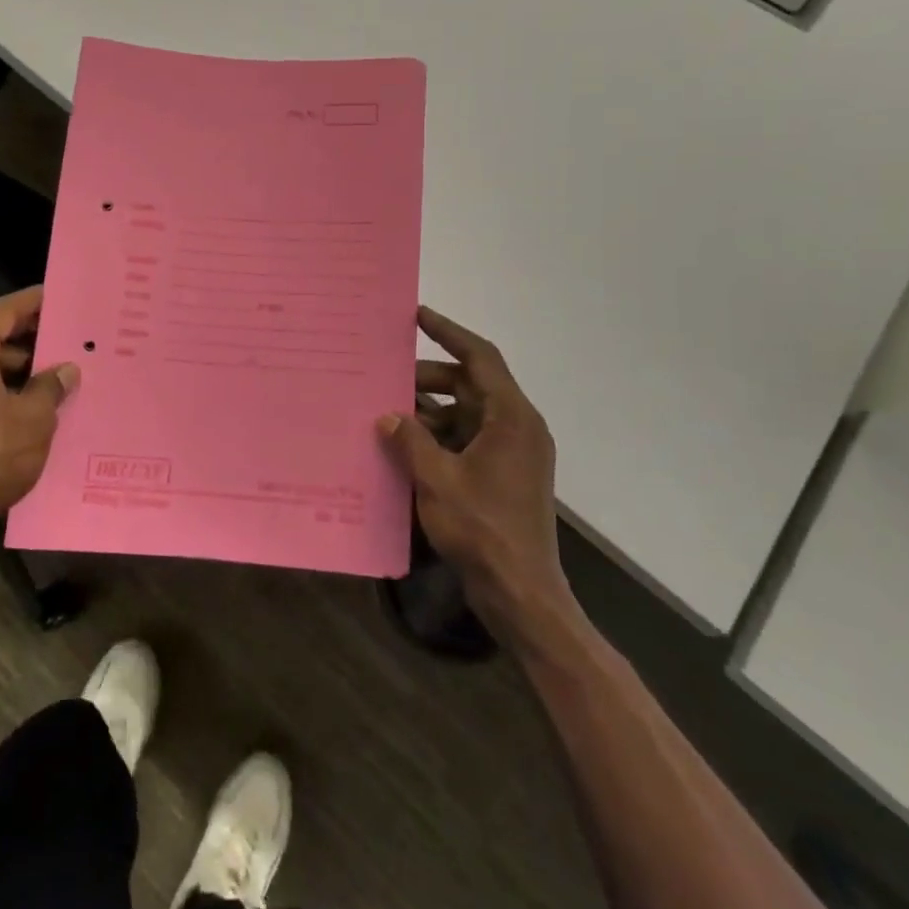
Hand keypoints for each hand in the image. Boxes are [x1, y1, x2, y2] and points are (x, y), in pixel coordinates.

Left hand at [0, 286, 78, 551]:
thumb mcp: (33, 419)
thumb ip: (51, 386)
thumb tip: (66, 370)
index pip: (0, 310)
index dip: (31, 302)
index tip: (56, 295)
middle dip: (16, 326)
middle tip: (52, 329)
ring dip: (4, 354)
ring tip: (44, 367)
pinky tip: (20, 395)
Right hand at [378, 307, 575, 632]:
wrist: (521, 593)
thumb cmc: (483, 529)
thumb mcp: (437, 480)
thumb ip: (409, 441)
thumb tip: (387, 416)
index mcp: (511, 418)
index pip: (480, 358)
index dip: (449, 332)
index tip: (417, 315)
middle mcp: (517, 427)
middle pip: (471, 385)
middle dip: (429, 379)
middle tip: (388, 377)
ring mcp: (512, 453)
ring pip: (467, 413)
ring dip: (431, 411)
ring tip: (389, 413)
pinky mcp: (503, 475)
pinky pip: (467, 440)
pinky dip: (439, 437)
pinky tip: (406, 446)